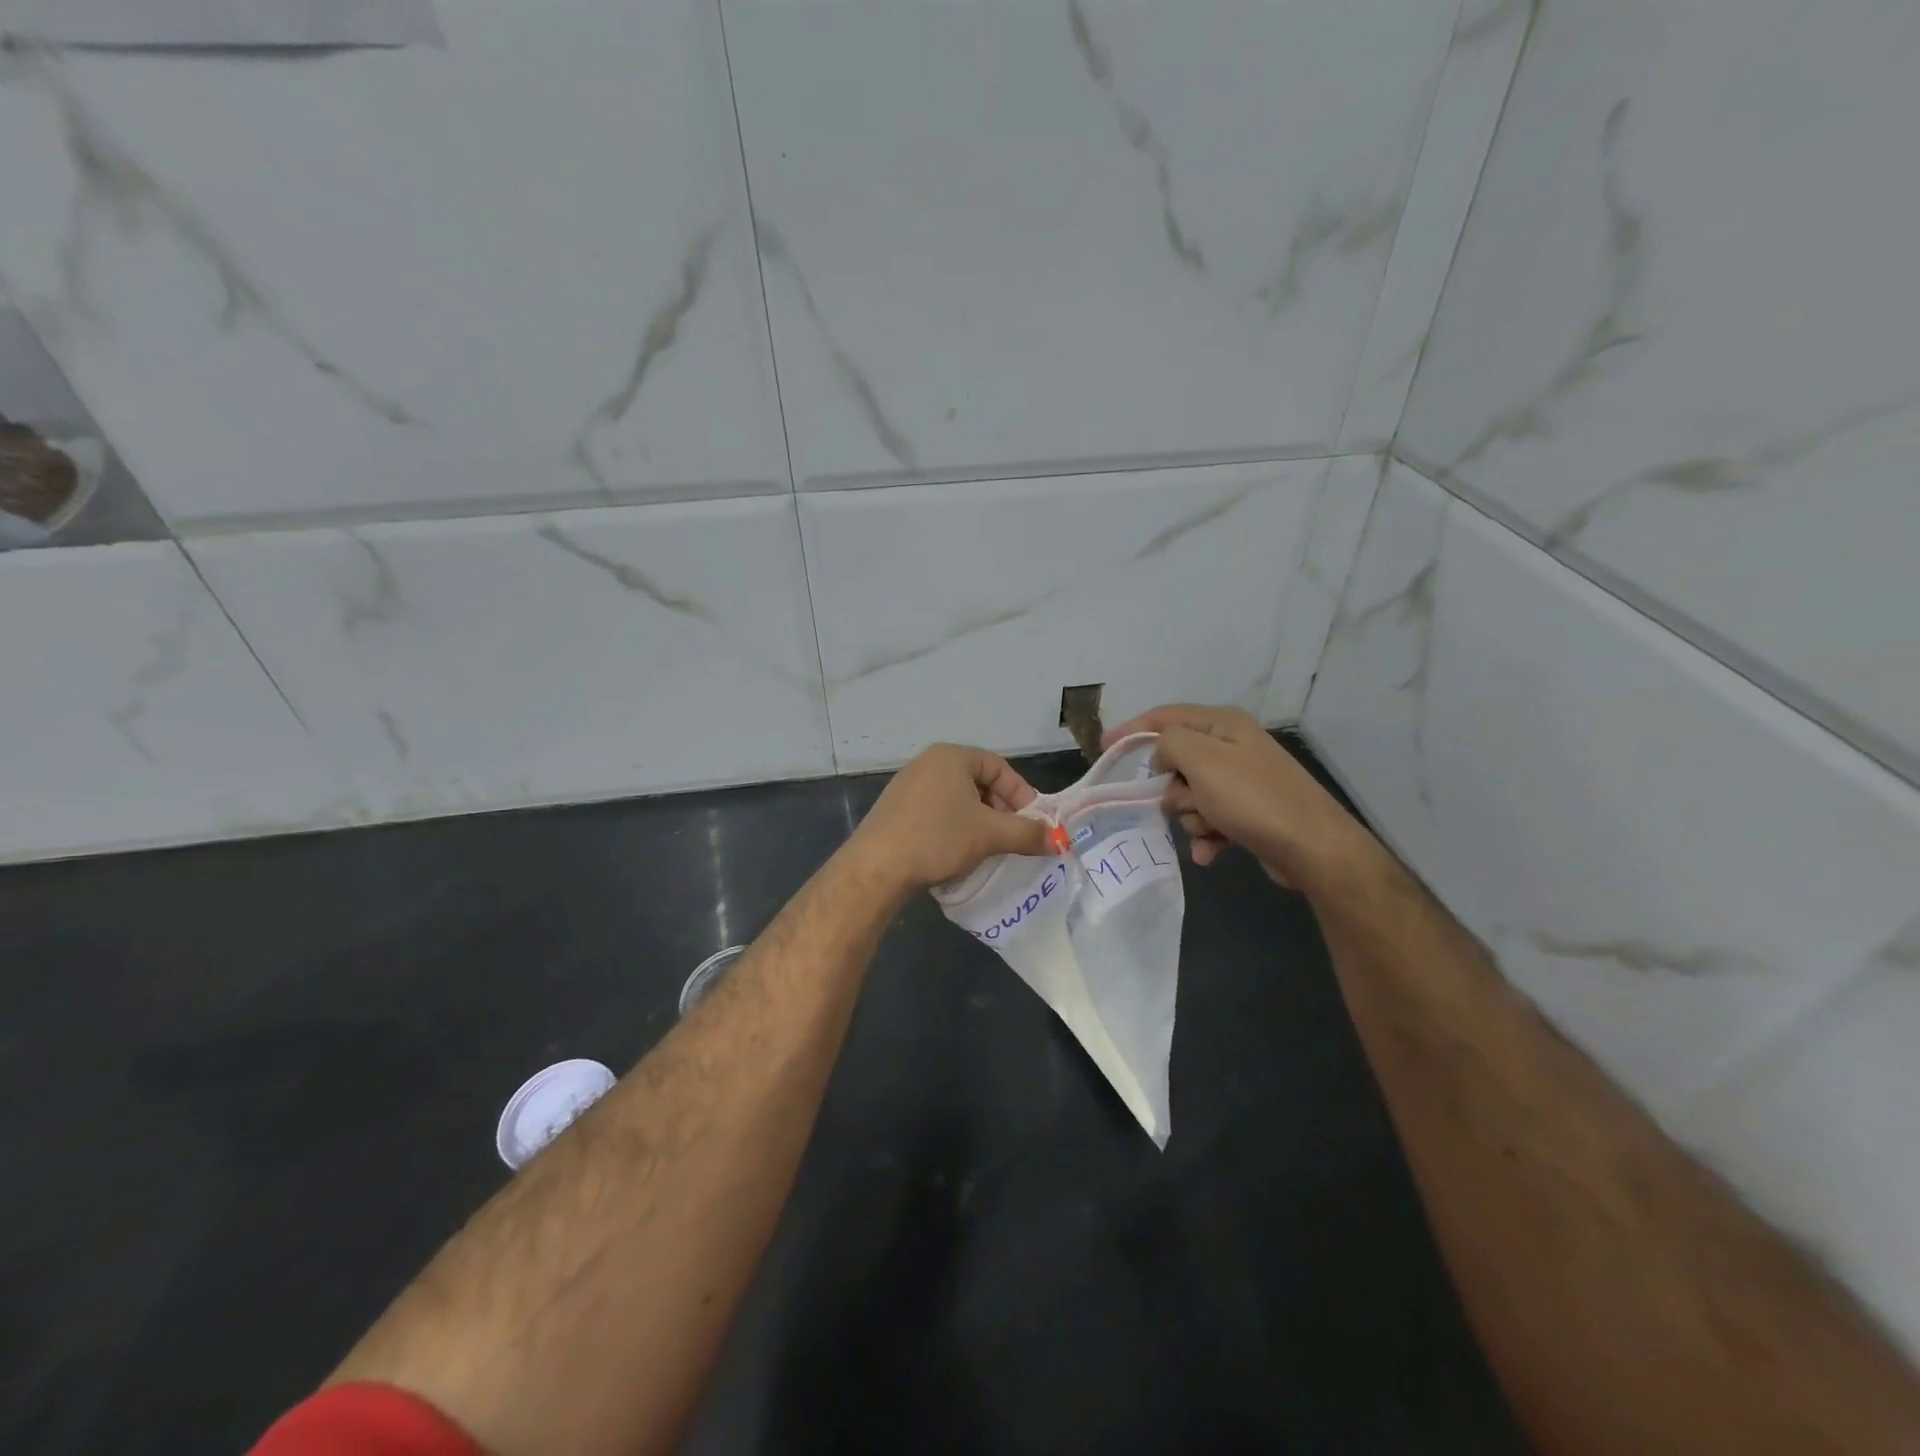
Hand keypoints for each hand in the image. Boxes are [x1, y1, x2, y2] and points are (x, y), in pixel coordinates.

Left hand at [850, 743, 1052, 894]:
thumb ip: (1027, 833)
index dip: (1021, 794)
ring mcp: (908, 786)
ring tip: (989, 848)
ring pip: (958, 800)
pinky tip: (958, 852)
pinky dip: (955, 828)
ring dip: (979, 822)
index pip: (999, 767)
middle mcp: (928, 763)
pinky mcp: (896, 810)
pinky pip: (937, 812)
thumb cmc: (938, 838)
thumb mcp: (989, 835)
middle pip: (978, 782)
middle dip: (1001, 810)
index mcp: (951, 756)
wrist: (876, 867)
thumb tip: (1060, 841)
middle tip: (1013, 837)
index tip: (1033, 823)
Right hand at [1103, 704, 1373, 890]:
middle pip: (1176, 762)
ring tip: (1212, 828)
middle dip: (1172, 788)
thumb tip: (1161, 756)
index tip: (1104, 749)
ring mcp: (1242, 782)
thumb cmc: (1252, 798)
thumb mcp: (1202, 760)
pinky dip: (1206, 836)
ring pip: (1190, 796)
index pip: (1166, 717)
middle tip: (1185, 801)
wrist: (1312, 848)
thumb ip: (1169, 744)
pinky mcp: (1248, 814)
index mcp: (1223, 725)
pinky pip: (1209, 821)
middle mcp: (1232, 747)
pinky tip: (1211, 852)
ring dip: (1191, 816)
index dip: (1132, 730)